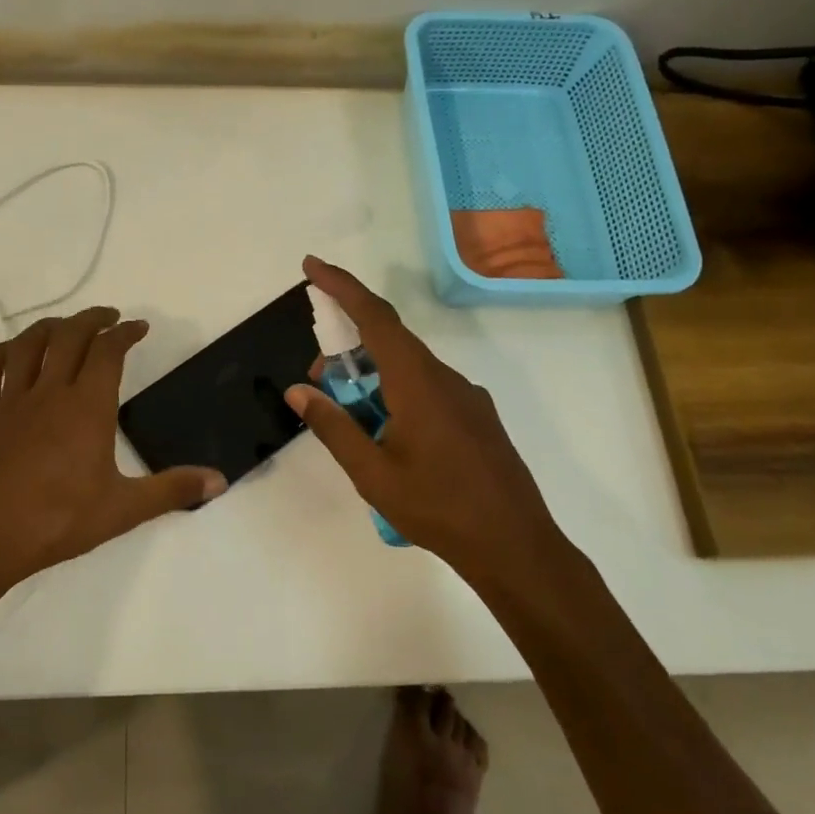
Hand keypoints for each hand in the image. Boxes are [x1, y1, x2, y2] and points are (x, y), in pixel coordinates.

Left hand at [0, 307, 225, 598]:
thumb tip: (220, 480)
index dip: (125, 332)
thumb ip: (172, 490)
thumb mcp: (122, 510)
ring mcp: (9, 401)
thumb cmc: (55, 523)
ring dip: (50, 326)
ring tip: (66, 326)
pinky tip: (12, 352)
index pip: (108, 352)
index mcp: (86, 407)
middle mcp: (48, 392)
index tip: (139, 327)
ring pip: (28, 345)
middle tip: (109, 317)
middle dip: (92, 319)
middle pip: (69, 336)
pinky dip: (3, 351)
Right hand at [286, 256, 566, 579]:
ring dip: (372, 377)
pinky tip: (388, 435)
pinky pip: (427, 388)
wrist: (515, 546)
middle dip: (348, 348)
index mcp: (417, 382)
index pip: (375, 317)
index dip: (341, 286)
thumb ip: (333, 427)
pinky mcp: (477, 418)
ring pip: (408, 368)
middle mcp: (444, 378)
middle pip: (389, 342)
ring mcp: (466, 397)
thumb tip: (299, 391)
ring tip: (349, 416)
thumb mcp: (371, 473)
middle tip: (317, 381)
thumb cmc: (438, 508)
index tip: (312, 267)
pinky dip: (396, 393)